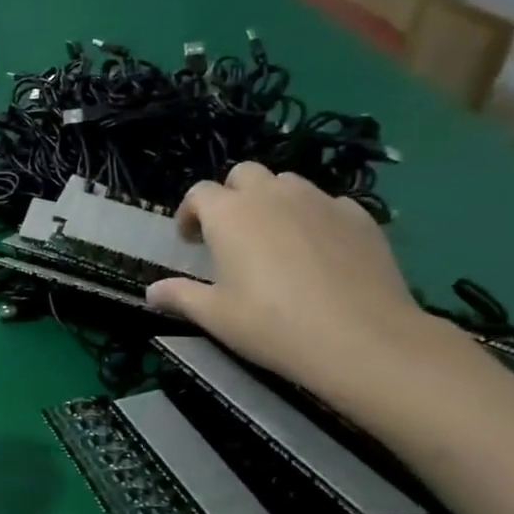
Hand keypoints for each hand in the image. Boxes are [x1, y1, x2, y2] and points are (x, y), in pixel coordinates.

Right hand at [146, 163, 436, 397]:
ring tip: (275, 238)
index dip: (189, 213)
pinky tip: (320, 250)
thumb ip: (179, 296)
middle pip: (244, 174)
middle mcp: (272, 195)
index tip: (191, 242)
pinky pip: (329, 204)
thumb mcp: (215, 316)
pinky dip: (316, 217)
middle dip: (232, 196)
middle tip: (232, 233)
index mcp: (229, 213)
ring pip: (288, 183)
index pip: (199, 193)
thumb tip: (150, 292)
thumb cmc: (272, 324)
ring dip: (273, 201)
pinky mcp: (360, 217)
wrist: (362, 339)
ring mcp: (320, 202)